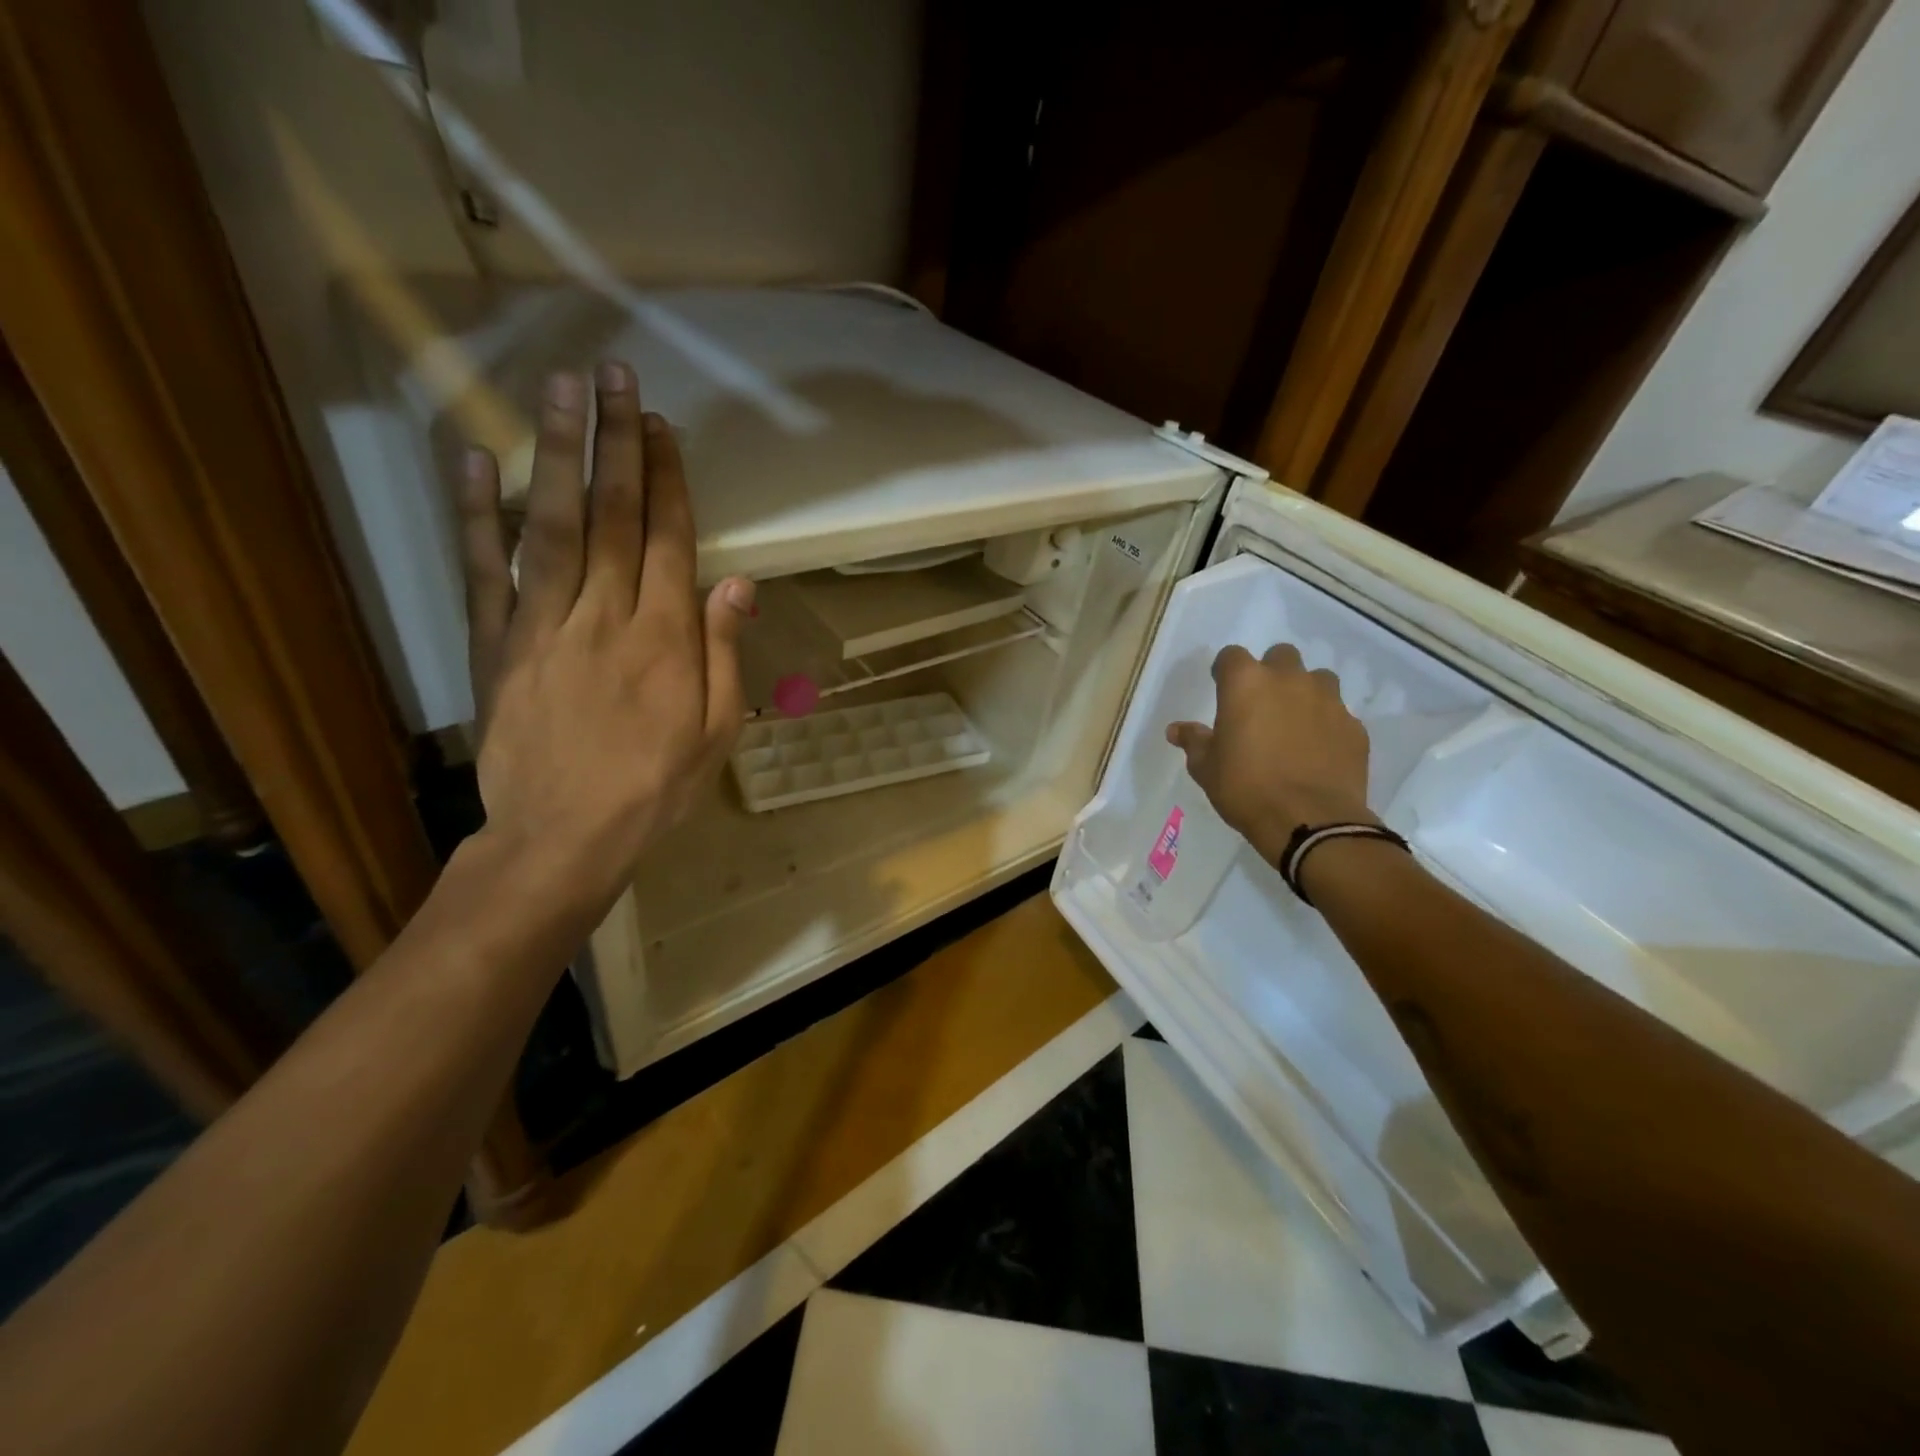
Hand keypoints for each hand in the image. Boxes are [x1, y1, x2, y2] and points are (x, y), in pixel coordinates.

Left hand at [459, 362, 754, 907]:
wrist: (565, 836)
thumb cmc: (656, 786)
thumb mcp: (717, 729)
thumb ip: (724, 653)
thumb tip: (737, 585)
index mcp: (665, 638)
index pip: (670, 539)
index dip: (668, 478)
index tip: (661, 425)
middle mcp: (606, 615)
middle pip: (614, 516)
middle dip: (617, 443)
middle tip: (614, 376)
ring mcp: (543, 626)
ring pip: (552, 525)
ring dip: (557, 454)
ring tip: (559, 390)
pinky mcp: (497, 646)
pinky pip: (485, 572)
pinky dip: (478, 515)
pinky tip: (478, 461)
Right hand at [1166, 643, 1375, 862]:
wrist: (1310, 820)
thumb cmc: (1245, 788)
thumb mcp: (1206, 768)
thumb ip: (1194, 741)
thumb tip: (1177, 729)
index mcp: (1246, 684)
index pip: (1231, 656)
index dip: (1225, 671)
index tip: (1222, 689)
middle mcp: (1289, 681)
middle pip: (1281, 656)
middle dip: (1271, 672)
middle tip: (1261, 704)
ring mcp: (1328, 701)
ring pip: (1317, 679)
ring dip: (1305, 692)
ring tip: (1294, 723)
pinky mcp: (1354, 726)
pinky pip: (1338, 713)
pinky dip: (1326, 724)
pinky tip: (1318, 750)